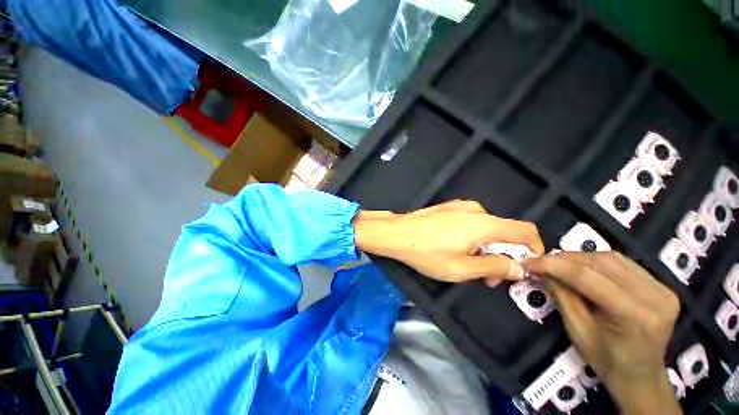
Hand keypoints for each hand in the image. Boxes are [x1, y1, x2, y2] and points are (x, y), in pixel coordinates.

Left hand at [354, 200, 543, 284]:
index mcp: (484, 224)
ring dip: (485, 248)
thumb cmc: (427, 253)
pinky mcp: (449, 208)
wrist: (397, 234)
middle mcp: (476, 210)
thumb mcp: (461, 268)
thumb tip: (518, 266)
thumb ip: (494, 267)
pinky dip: (473, 237)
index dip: (534, 248)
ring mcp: (460, 207)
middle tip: (488, 278)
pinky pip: (471, 222)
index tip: (525, 266)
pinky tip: (456, 248)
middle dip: (502, 256)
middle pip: (503, 232)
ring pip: (486, 229)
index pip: (525, 231)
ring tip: (469, 265)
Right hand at [524, 252, 681, 413]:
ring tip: (558, 263)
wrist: (641, 376)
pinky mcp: (662, 286)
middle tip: (541, 261)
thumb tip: (541, 270)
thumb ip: (562, 296)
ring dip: (580, 258)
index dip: (554, 265)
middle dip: (565, 259)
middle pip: (602, 263)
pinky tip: (583, 267)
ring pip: (612, 258)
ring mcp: (662, 289)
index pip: (588, 278)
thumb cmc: (606, 360)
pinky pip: (624, 264)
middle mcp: (654, 297)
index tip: (528, 262)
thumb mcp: (577, 330)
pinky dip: (597, 262)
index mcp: (634, 316)